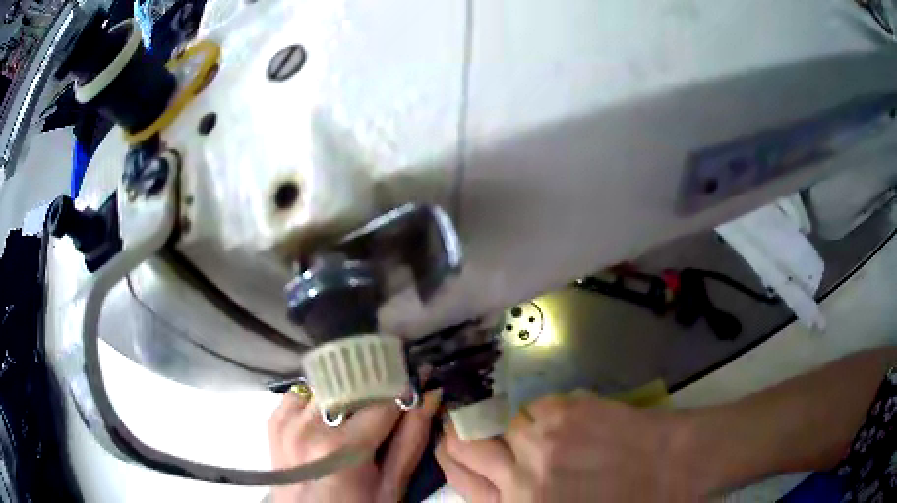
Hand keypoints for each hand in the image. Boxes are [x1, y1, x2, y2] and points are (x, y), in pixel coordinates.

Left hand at [268, 389, 439, 502]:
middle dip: (376, 390)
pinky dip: (321, 399)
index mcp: (341, 446)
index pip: (382, 399)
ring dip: (348, 394)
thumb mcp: (390, 486)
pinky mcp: (275, 420)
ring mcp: (287, 420)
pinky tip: (330, 420)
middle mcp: (308, 425)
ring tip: (357, 418)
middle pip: (352, 385)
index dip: (404, 392)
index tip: (416, 388)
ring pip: (328, 383)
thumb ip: (411, 440)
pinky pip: (303, 392)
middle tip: (388, 406)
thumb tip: (430, 395)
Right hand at [435, 393, 698, 501]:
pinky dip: (538, 418)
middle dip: (457, 441)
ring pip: (499, 423)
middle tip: (465, 437)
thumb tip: (497, 487)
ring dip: (508, 431)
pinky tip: (561, 426)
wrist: (675, 465)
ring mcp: (544, 437)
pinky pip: (532, 408)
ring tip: (534, 438)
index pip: (461, 482)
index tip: (450, 455)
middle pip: (462, 445)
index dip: (450, 466)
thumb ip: (522, 500)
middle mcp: (523, 474)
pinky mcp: (567, 408)